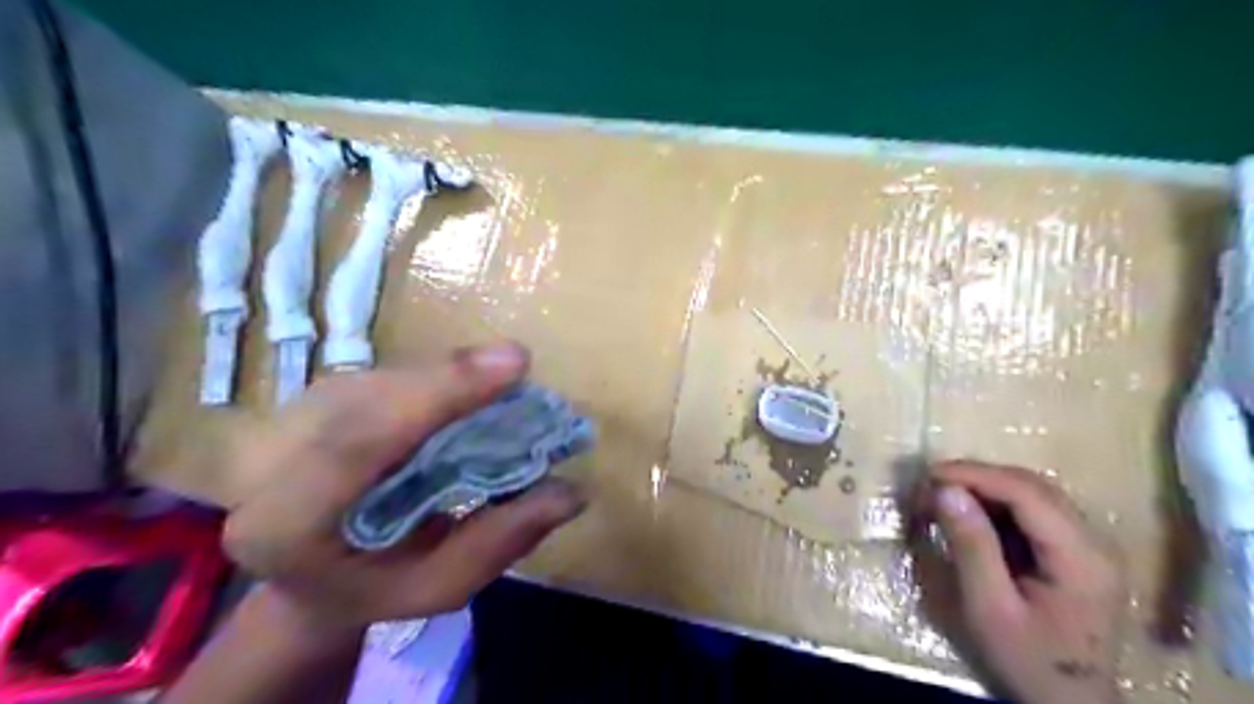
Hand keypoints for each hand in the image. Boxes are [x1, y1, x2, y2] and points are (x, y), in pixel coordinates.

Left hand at [222, 341, 589, 631]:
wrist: (308, 572)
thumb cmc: (371, 589)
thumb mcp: (437, 587)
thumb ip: (498, 542)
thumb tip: (571, 492)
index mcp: (282, 526)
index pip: (355, 445)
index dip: (436, 395)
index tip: (512, 364)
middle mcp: (267, 459)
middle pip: (369, 399)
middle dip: (447, 379)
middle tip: (517, 367)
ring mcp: (289, 416)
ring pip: (380, 378)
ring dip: (445, 376)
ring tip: (502, 381)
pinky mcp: (319, 395)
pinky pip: (385, 374)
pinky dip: (435, 377)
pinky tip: (469, 388)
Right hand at [918, 463, 1133, 703]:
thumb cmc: (1028, 661)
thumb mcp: (989, 608)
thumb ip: (970, 546)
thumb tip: (945, 491)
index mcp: (1082, 557)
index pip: (1026, 492)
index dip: (974, 474)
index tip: (928, 475)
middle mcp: (1095, 541)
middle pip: (1031, 486)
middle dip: (976, 478)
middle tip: (929, 487)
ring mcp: (1089, 545)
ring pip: (1032, 493)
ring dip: (984, 488)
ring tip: (942, 498)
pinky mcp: (1076, 551)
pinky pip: (1033, 511)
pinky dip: (995, 505)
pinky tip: (969, 516)